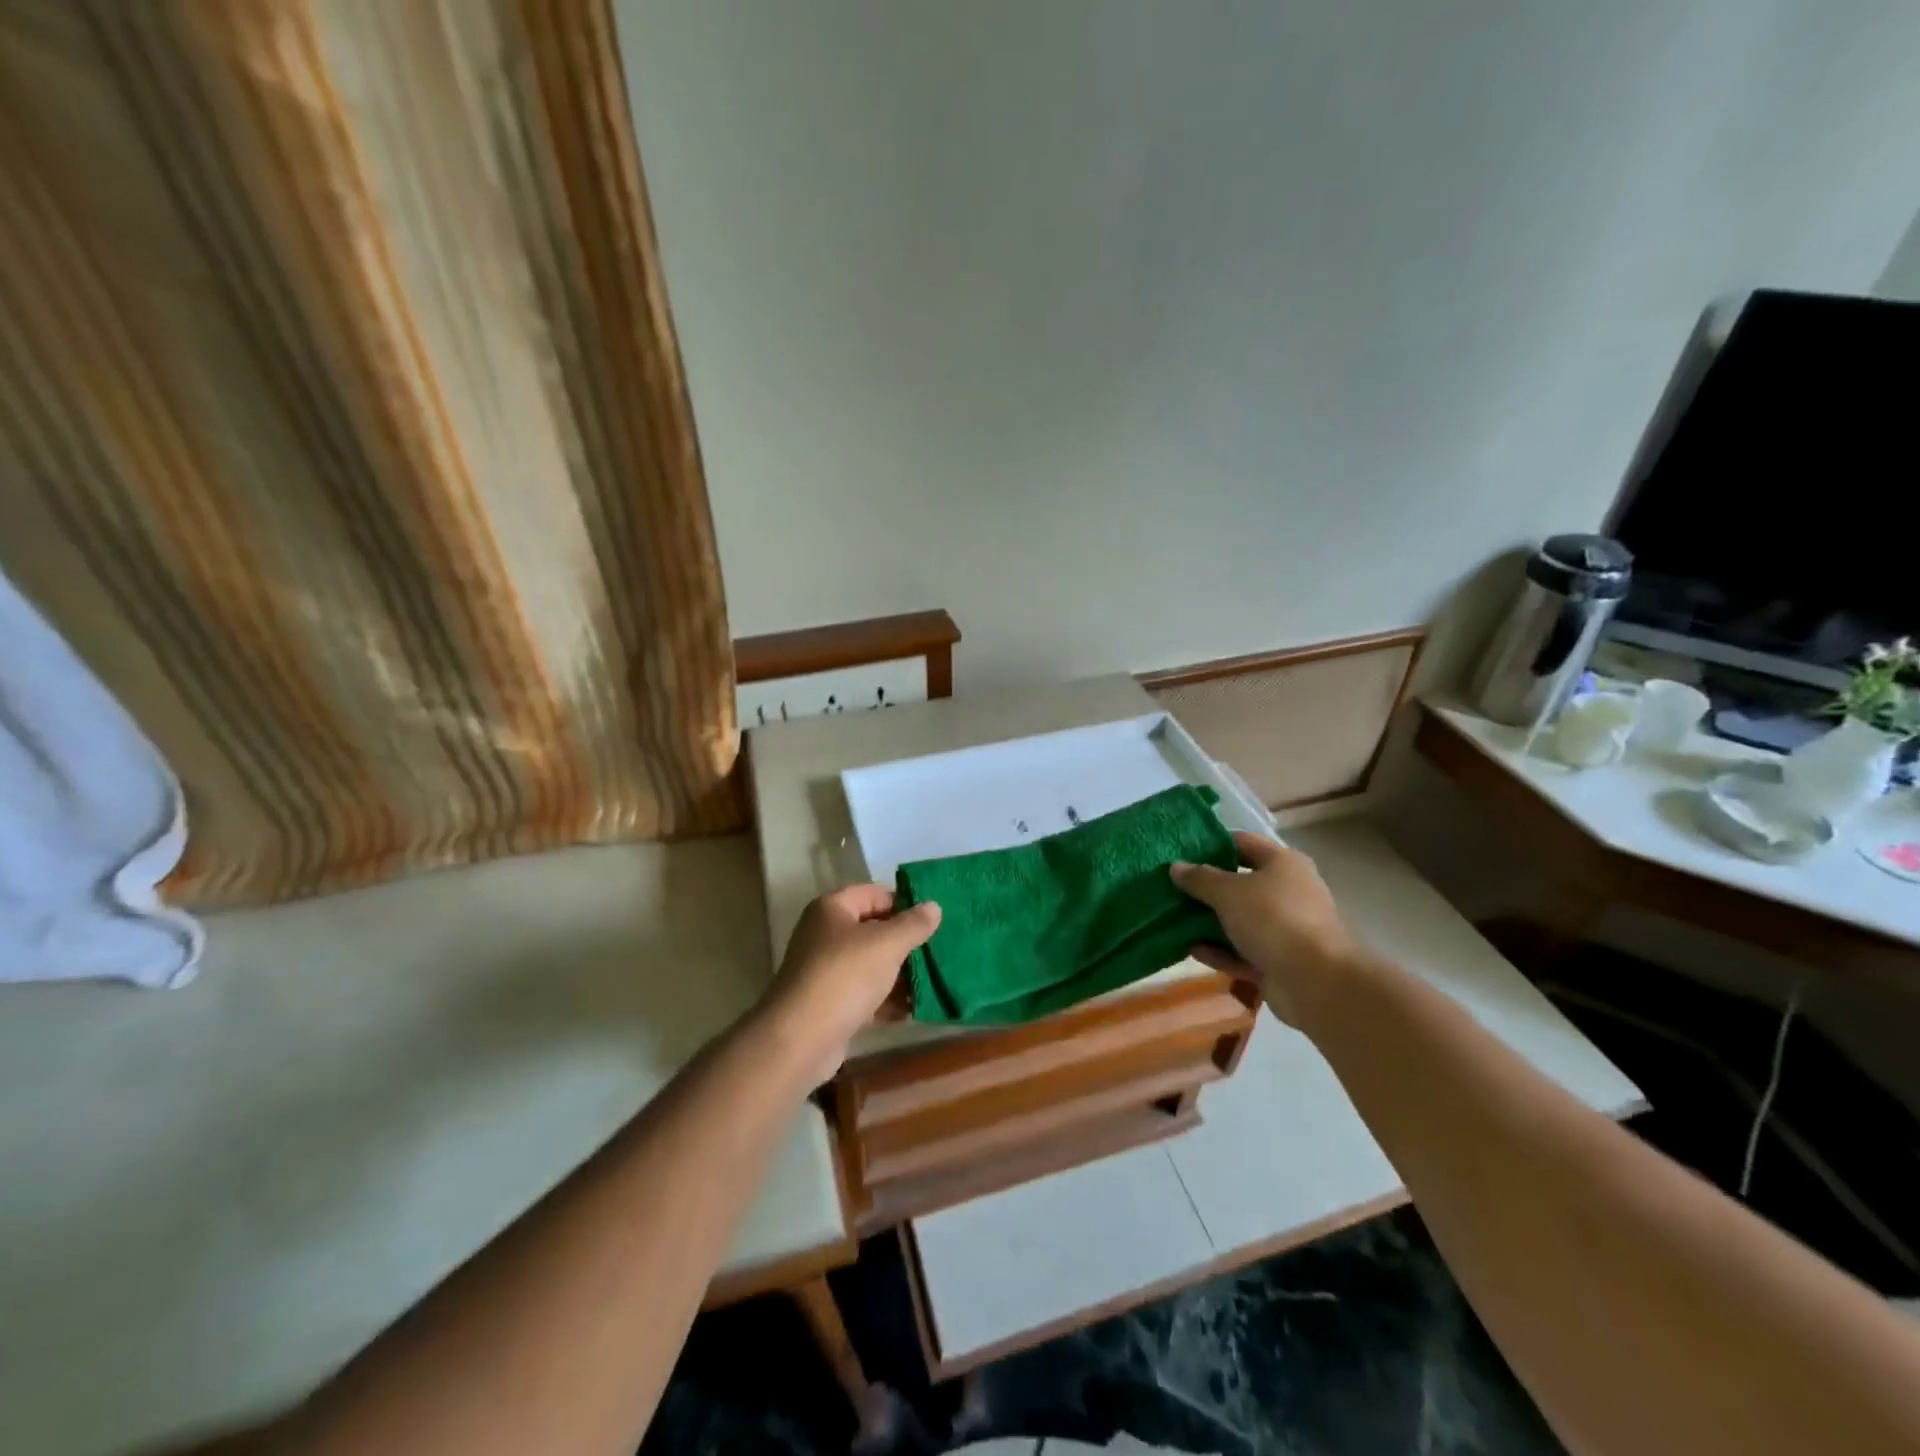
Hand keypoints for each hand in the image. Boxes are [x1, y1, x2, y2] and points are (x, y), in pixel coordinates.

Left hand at [759, 884, 941, 1084]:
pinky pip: (866, 996)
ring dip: (900, 975)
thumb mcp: (887, 944)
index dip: (904, 902)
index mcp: (832, 909)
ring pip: (871, 966)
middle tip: (939, 950)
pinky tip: (914, 1010)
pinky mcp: (830, 1006)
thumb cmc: (845, 976)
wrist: (800, 1039)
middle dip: (906, 942)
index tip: (934, 918)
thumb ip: (913, 924)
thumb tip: (934, 906)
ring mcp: (826, 972)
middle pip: (873, 931)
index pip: (873, 894)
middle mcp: (825, 936)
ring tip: (934, 981)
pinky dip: (887, 1002)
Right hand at [1170, 832, 1357, 1025]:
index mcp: (1283, 864)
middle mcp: (1286, 891)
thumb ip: (1199, 878)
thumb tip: (1176, 866)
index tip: (1179, 852)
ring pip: (1238, 919)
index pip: (1241, 843)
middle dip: (1205, 887)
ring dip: (1208, 921)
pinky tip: (1190, 950)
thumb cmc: (1273, 919)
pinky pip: (1241, 951)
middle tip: (1169, 887)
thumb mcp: (1228, 892)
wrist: (1315, 981)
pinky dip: (1218, 950)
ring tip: (1172, 919)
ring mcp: (1283, 928)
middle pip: (1239, 883)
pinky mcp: (1277, 960)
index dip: (1210, 845)